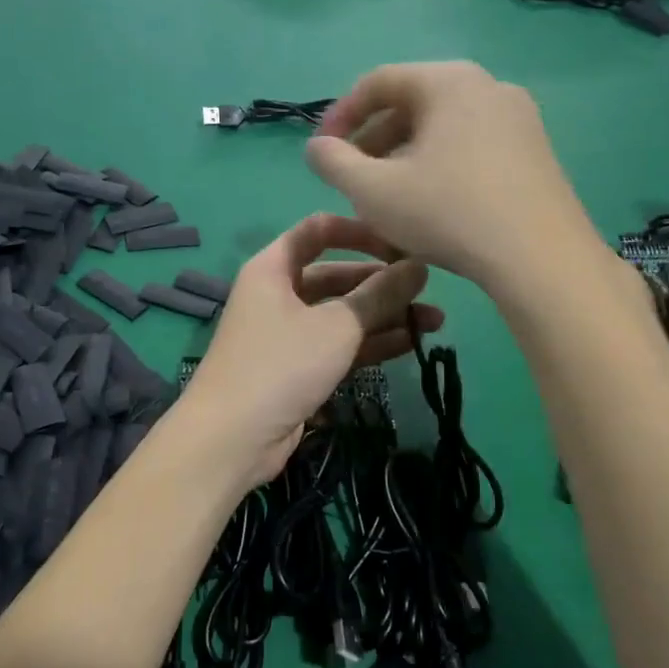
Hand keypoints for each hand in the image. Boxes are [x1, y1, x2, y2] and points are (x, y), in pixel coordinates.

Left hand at [181, 213, 441, 485]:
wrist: (232, 437)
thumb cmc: (281, 364)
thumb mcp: (337, 325)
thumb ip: (380, 294)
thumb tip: (418, 267)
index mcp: (274, 267)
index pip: (319, 230)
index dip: (360, 231)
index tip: (402, 243)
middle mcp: (279, 294)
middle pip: (336, 275)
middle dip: (382, 282)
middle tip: (430, 291)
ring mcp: (288, 333)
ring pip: (342, 314)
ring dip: (384, 316)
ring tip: (436, 322)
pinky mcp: (299, 368)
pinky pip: (340, 345)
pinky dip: (371, 343)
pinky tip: (412, 344)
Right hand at [304, 61, 606, 294]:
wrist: (541, 258)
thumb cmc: (447, 213)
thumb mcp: (372, 191)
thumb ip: (333, 162)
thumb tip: (317, 147)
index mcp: (448, 82)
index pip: (378, 82)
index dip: (340, 115)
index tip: (322, 152)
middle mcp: (488, 86)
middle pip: (413, 104)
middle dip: (373, 141)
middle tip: (352, 179)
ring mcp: (519, 119)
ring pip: (443, 129)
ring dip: (404, 157)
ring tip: (386, 198)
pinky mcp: (536, 152)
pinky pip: (472, 147)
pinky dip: (440, 166)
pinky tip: (430, 207)